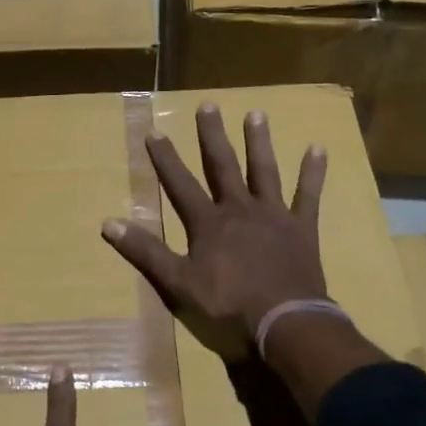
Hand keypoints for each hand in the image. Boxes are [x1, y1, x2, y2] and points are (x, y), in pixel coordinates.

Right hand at [102, 103, 328, 360]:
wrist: (284, 320)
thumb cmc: (227, 304)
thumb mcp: (177, 281)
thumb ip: (145, 251)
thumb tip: (107, 223)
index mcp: (208, 222)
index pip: (180, 184)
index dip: (166, 159)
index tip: (155, 132)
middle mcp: (239, 208)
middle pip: (222, 166)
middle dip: (212, 136)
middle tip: (208, 105)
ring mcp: (273, 215)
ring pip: (264, 171)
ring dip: (258, 143)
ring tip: (256, 113)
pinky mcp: (301, 227)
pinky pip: (308, 195)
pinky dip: (312, 172)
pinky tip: (317, 148)